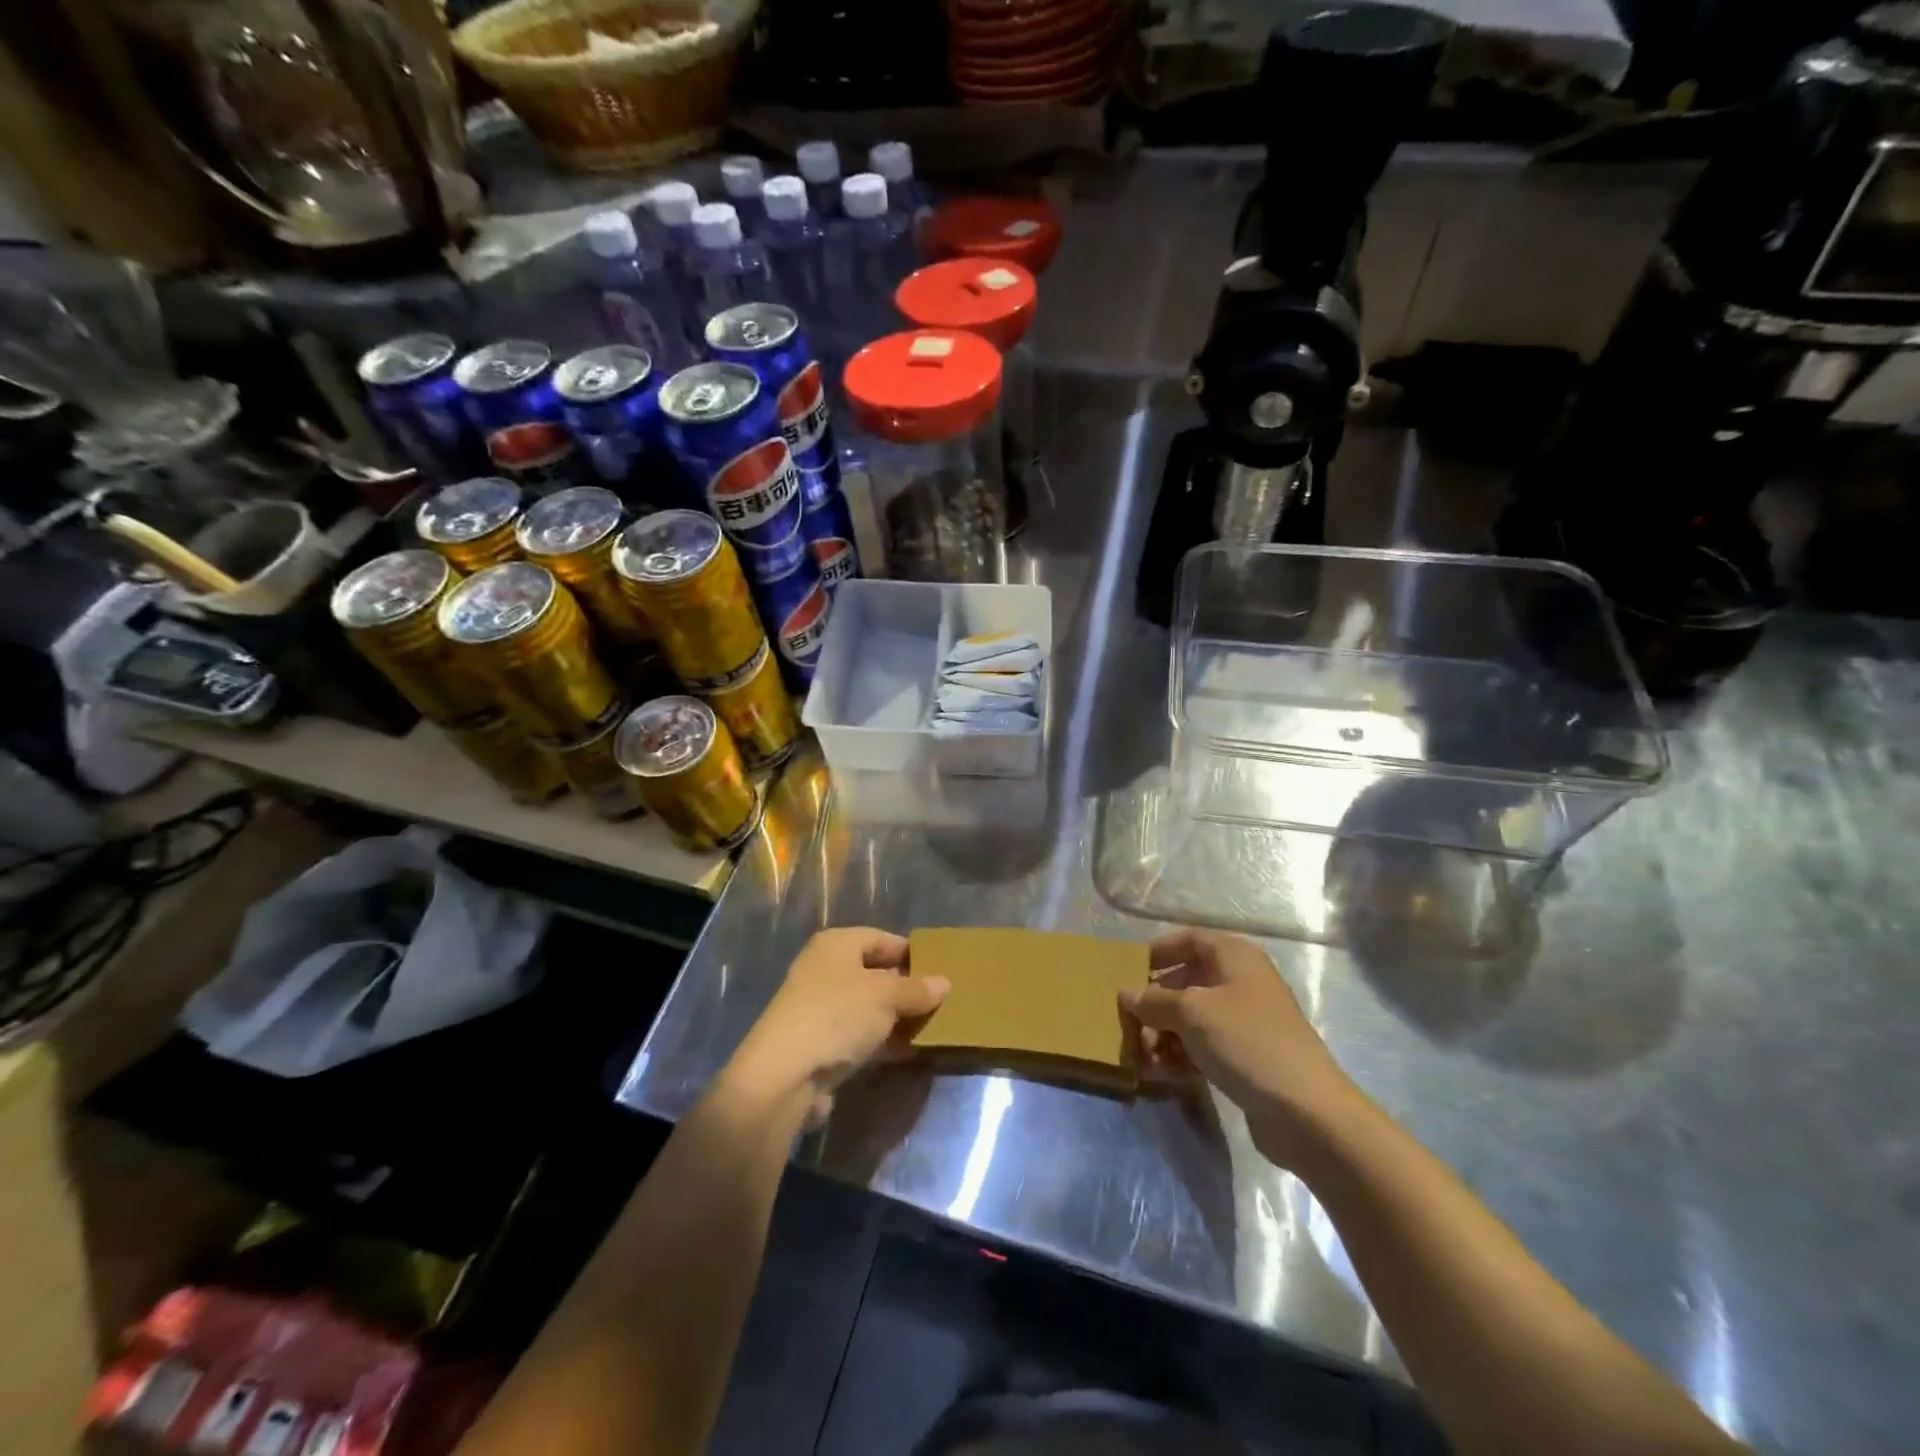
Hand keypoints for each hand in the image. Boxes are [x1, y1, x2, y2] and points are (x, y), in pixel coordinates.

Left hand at [726, 928, 947, 1129]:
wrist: (784, 1075)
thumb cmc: (837, 1016)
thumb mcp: (886, 996)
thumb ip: (917, 989)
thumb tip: (945, 983)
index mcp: (836, 945)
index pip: (881, 939)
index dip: (911, 952)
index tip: (941, 967)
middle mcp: (825, 970)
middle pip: (875, 973)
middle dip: (907, 987)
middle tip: (943, 999)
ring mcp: (821, 1009)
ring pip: (869, 1007)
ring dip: (898, 1018)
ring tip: (935, 1026)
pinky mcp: (821, 1044)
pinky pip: (861, 1035)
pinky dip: (884, 1041)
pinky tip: (912, 1051)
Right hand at [1119, 928, 1363, 1167]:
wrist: (1306, 1111)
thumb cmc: (1246, 1041)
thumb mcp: (1191, 1013)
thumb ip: (1153, 1000)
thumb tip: (1125, 994)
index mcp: (1234, 957)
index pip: (1188, 940)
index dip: (1157, 952)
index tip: (1128, 971)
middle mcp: (1240, 982)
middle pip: (1185, 982)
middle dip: (1154, 1004)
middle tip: (1129, 1025)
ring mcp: (1245, 1022)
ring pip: (1191, 1019)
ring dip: (1162, 1035)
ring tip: (1144, 1058)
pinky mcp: (1245, 1057)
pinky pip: (1203, 1047)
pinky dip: (1180, 1056)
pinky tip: (1160, 1075)